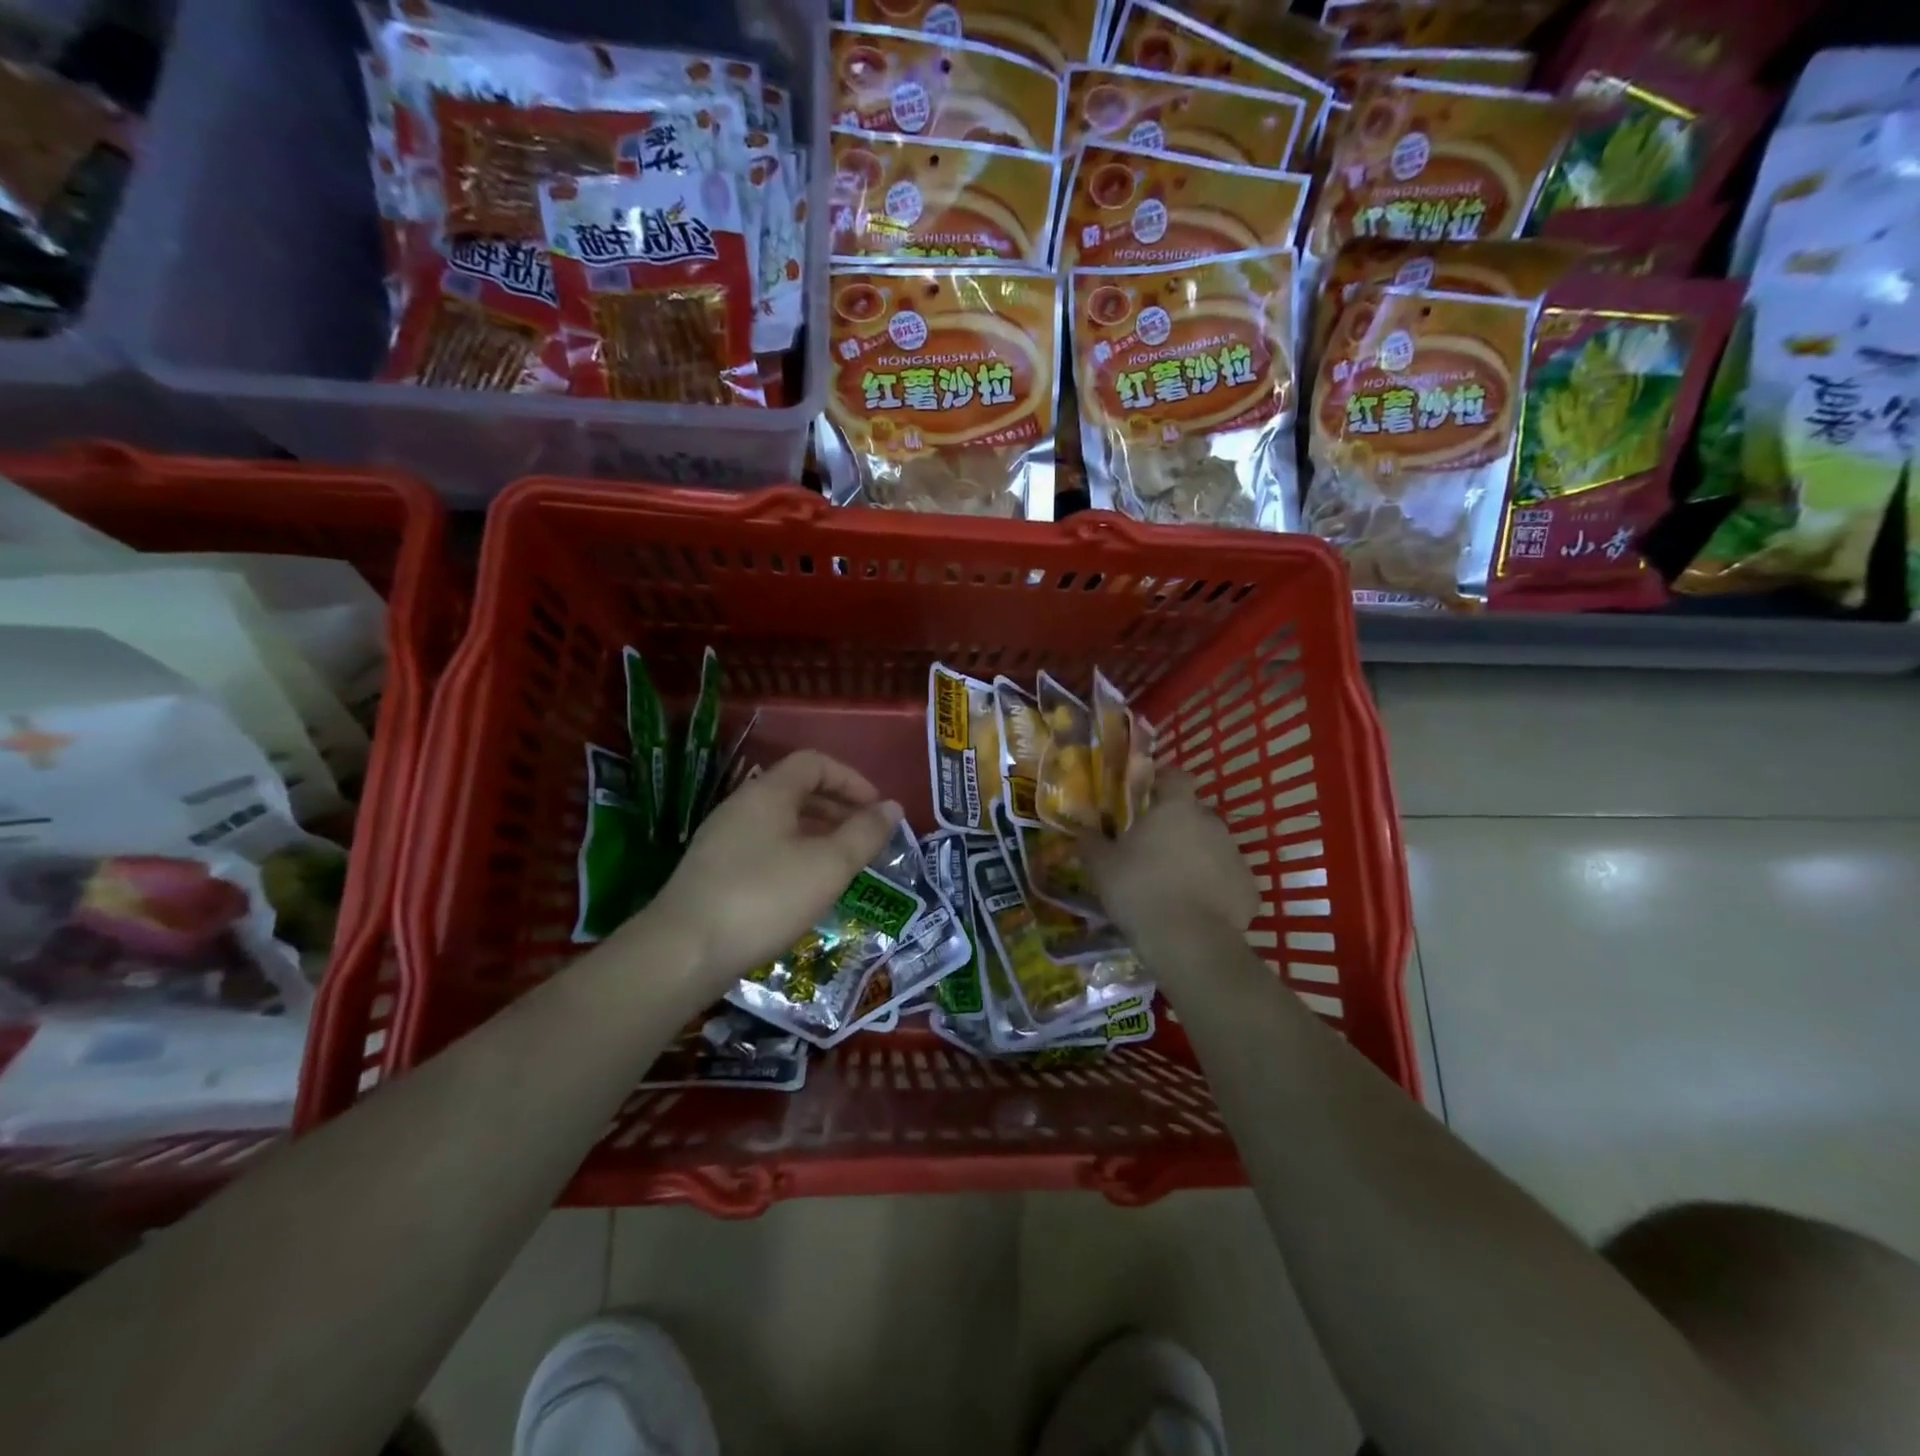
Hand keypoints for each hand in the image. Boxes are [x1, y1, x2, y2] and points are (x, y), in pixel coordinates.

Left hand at [646, 750, 902, 989]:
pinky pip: (764, 847)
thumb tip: (892, 807)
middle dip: (838, 808)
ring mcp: (722, 839)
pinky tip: (804, 889)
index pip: (814, 763)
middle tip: (866, 838)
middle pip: (797, 790)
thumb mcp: (828, 867)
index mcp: (768, 793)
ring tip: (842, 865)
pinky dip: (794, 855)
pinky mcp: (712, 871)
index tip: (877, 810)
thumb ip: (865, 834)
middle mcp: (741, 806)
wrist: (682, 953)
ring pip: (781, 822)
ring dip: (818, 834)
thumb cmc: (764, 898)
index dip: (851, 779)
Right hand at [1077, 773, 1257, 945]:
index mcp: (1176, 809)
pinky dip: (1215, 889)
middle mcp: (1211, 823)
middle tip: (1155, 848)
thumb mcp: (1101, 866)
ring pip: (1213, 847)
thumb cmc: (1139, 890)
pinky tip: (1197, 909)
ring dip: (1197, 857)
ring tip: (1174, 883)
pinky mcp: (1249, 889)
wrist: (1188, 941)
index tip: (1149, 794)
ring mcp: (1235, 856)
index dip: (1164, 781)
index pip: (1176, 777)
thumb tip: (1082, 831)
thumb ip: (1091, 842)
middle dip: (1178, 826)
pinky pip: (1228, 880)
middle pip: (1195, 814)